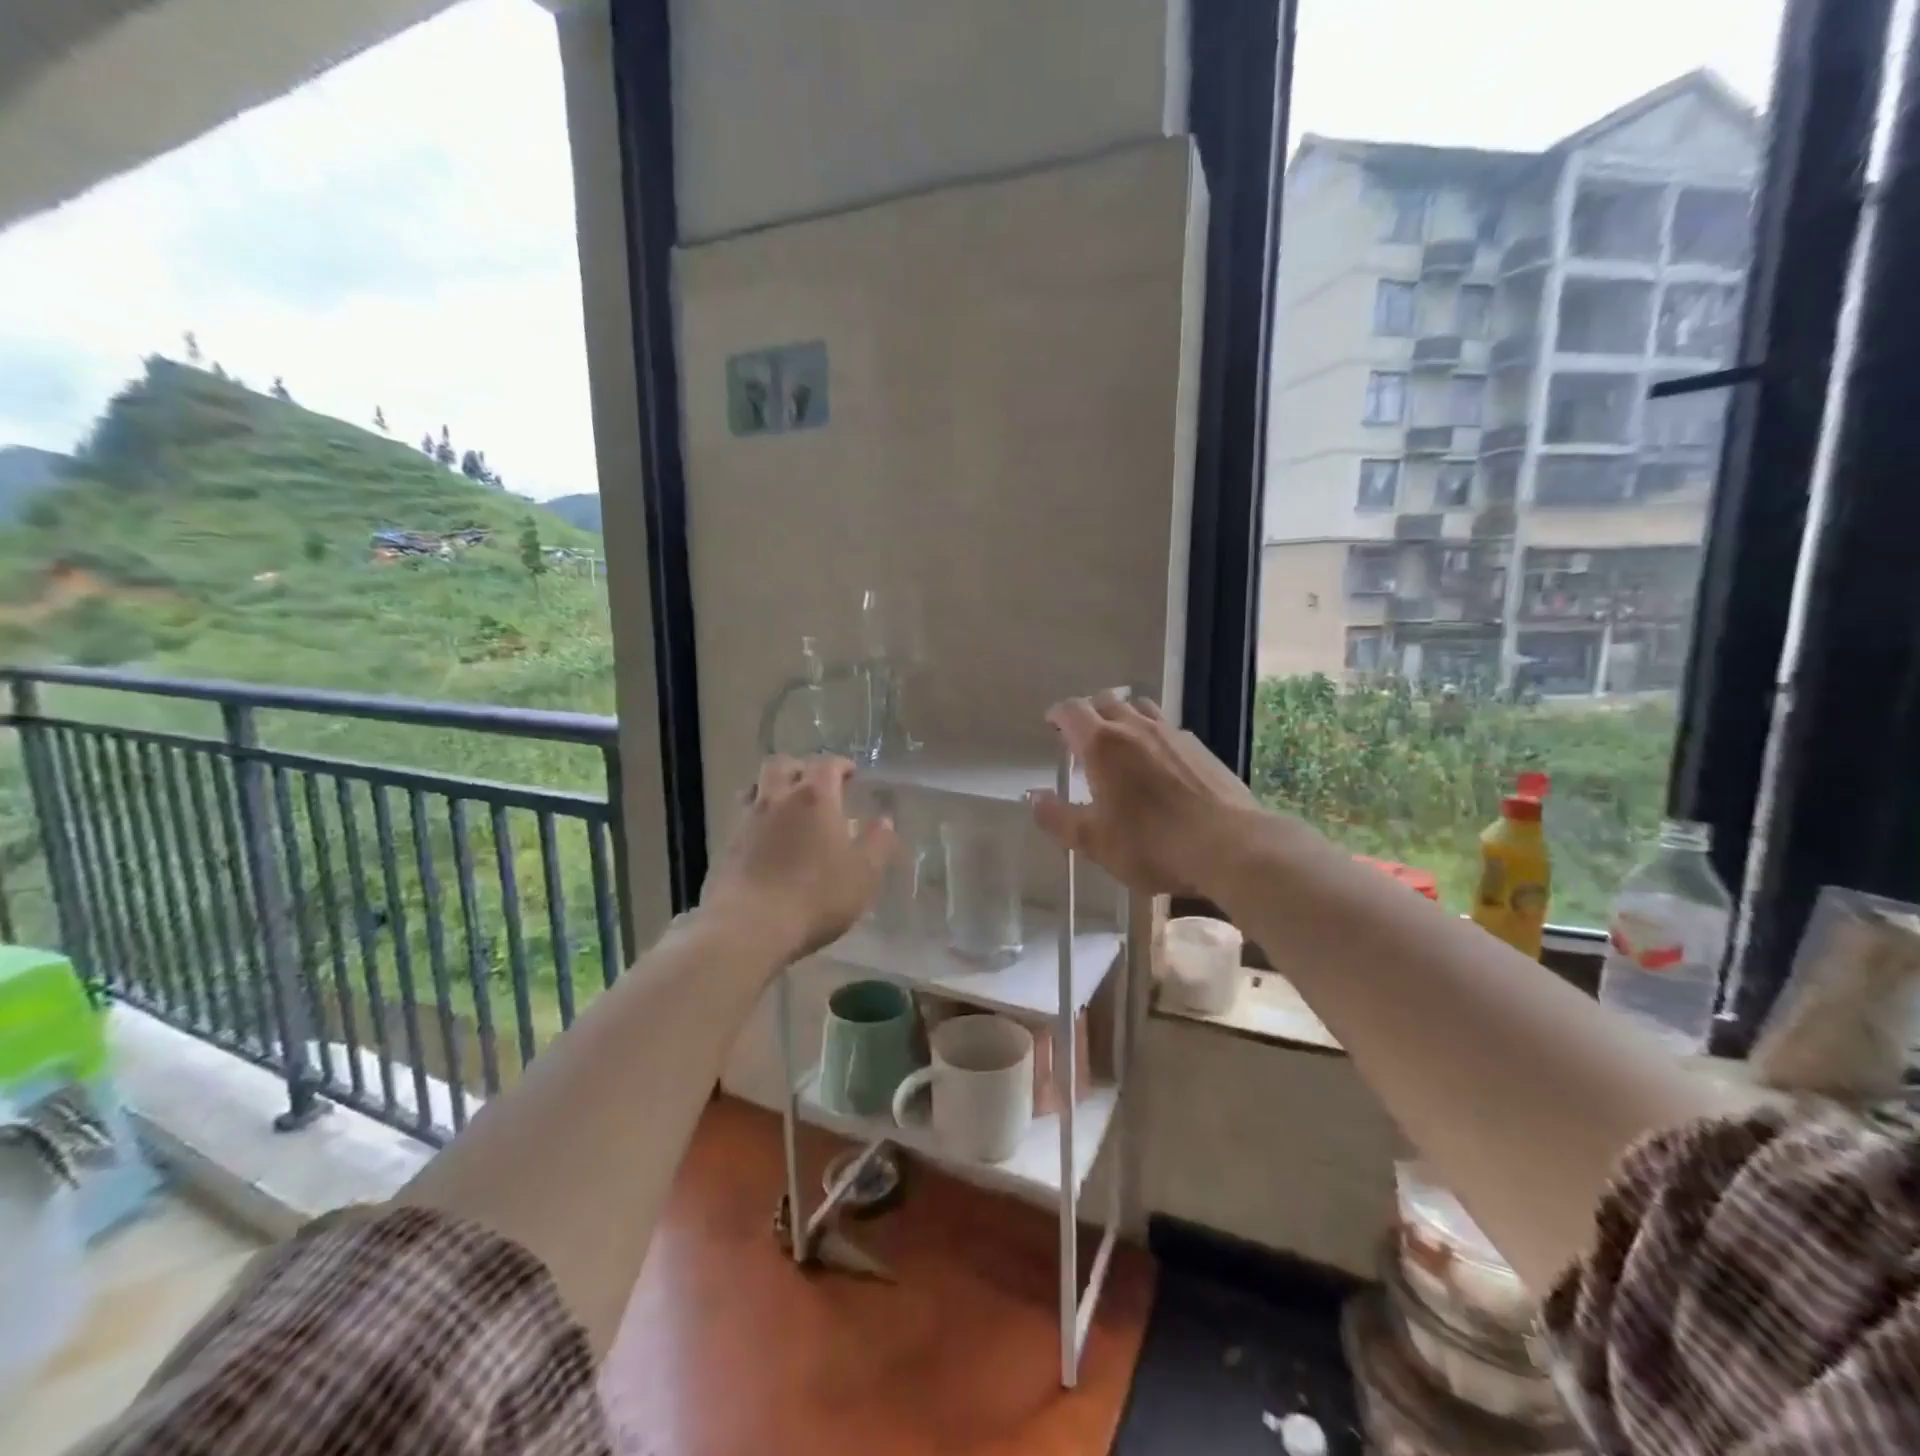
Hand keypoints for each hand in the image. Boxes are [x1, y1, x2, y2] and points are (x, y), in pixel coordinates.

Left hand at [701, 754, 895, 962]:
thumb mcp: (863, 873)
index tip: (850, 773)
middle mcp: (777, 799)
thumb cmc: (816, 896)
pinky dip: (757, 816)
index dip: (840, 764)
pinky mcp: (727, 845)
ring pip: (756, 786)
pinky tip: (767, 837)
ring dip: (773, 787)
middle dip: (801, 767)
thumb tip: (884, 821)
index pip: (826, 764)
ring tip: (787, 805)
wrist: (749, 926)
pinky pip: (743, 816)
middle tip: (816, 783)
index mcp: (814, 798)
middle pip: (782, 764)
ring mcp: (747, 820)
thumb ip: (876, 843)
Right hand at [1030, 694, 1262, 896]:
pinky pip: (1168, 727)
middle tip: (1082, 736)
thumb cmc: (1151, 845)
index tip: (1051, 724)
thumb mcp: (1094, 841)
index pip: (1072, 711)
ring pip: (1141, 708)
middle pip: (1107, 701)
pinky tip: (1158, 762)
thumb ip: (1058, 818)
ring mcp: (1172, 734)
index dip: (1058, 714)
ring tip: (1120, 741)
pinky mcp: (1200, 748)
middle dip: (1089, 712)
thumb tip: (1034, 797)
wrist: (1230, 847)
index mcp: (1102, 745)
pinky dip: (1153, 734)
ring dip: (1124, 716)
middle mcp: (1135, 728)